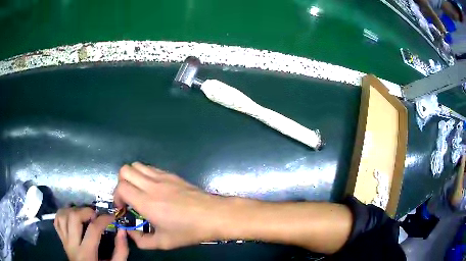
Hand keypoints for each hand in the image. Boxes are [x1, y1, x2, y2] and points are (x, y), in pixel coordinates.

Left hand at [54, 207, 128, 260]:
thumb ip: (120, 251)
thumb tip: (121, 231)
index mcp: (86, 254)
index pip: (93, 230)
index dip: (103, 219)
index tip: (112, 216)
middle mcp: (72, 245)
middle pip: (73, 218)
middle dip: (86, 211)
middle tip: (95, 214)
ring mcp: (64, 241)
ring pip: (62, 216)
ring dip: (73, 210)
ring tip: (83, 213)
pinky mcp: (61, 239)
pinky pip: (57, 221)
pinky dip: (63, 213)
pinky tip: (71, 215)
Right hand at [113, 162, 230, 249]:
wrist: (214, 215)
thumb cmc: (189, 231)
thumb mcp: (164, 243)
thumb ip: (142, 241)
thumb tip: (130, 234)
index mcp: (146, 202)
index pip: (121, 187)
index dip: (116, 197)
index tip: (123, 208)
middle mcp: (151, 185)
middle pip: (125, 170)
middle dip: (121, 184)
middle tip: (128, 199)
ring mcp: (163, 177)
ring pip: (137, 165)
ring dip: (132, 177)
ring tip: (139, 192)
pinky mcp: (172, 175)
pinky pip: (151, 168)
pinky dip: (145, 174)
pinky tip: (153, 189)